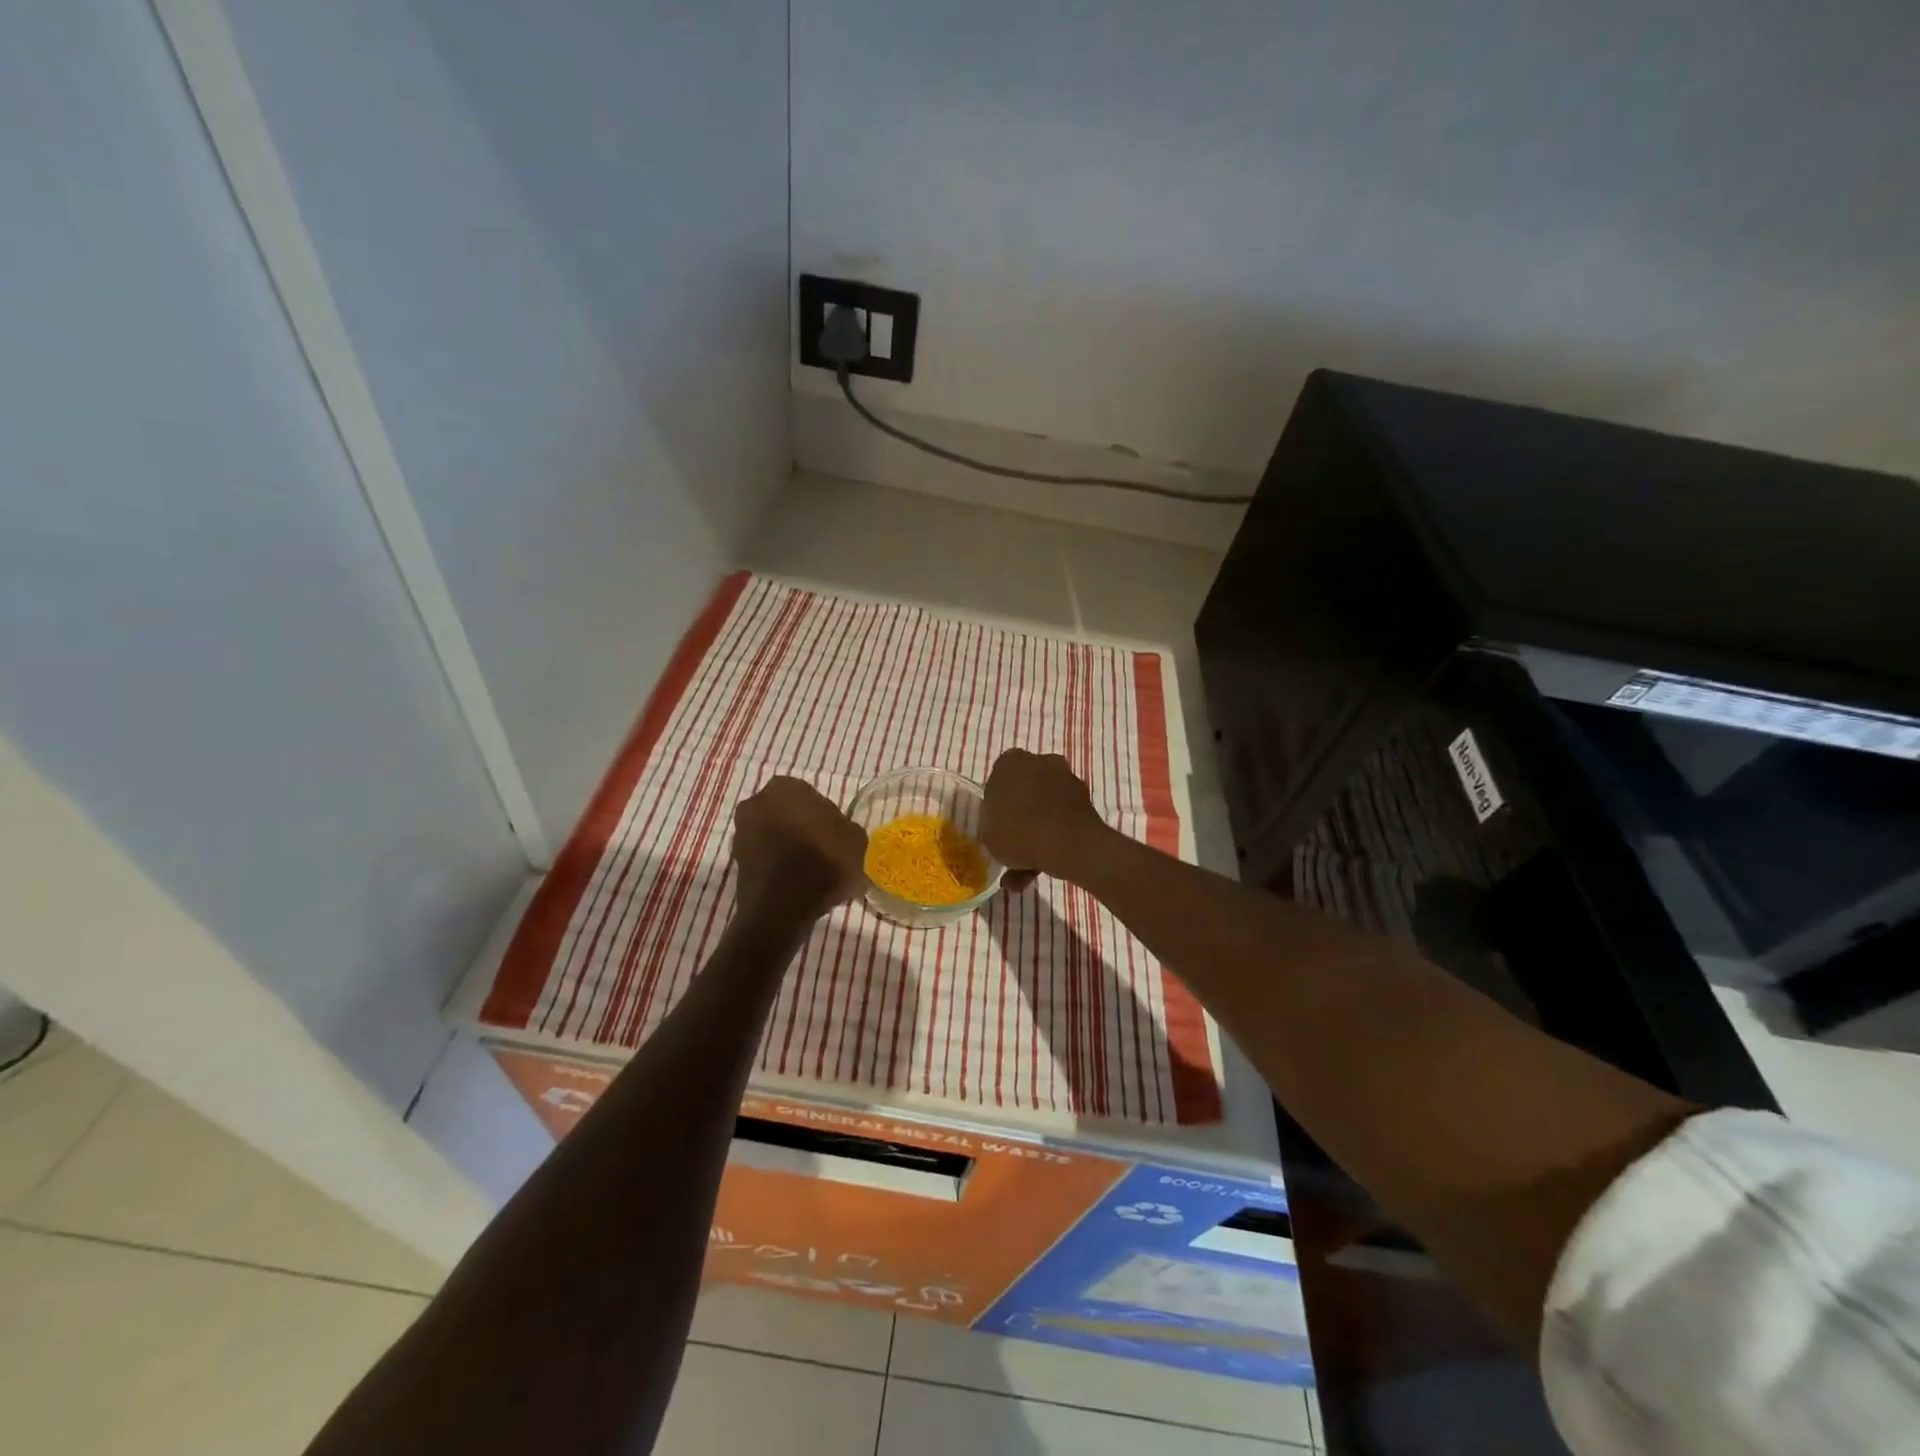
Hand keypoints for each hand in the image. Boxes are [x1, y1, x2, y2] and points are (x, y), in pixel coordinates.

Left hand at [732, 777, 866, 920]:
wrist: (783, 907)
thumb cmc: (823, 861)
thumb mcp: (856, 840)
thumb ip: (846, 829)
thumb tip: (839, 833)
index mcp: (786, 786)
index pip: (811, 796)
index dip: (826, 818)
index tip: (836, 838)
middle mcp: (757, 802)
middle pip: (788, 814)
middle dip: (803, 829)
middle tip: (824, 852)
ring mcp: (742, 832)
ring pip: (774, 835)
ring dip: (788, 848)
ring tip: (811, 872)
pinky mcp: (735, 862)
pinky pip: (765, 858)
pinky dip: (777, 867)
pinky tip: (796, 884)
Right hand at [980, 750, 1108, 881]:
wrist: (1067, 842)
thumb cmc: (1017, 831)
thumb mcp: (987, 833)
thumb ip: (991, 826)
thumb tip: (1001, 829)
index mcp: (1010, 762)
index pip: (997, 781)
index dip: (996, 806)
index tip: (996, 826)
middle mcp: (1040, 761)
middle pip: (1025, 790)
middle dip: (1021, 815)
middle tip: (1013, 844)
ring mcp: (1066, 778)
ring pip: (1047, 806)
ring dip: (1039, 831)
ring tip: (1029, 869)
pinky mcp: (1086, 799)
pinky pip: (1064, 818)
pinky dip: (1057, 838)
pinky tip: (1046, 867)